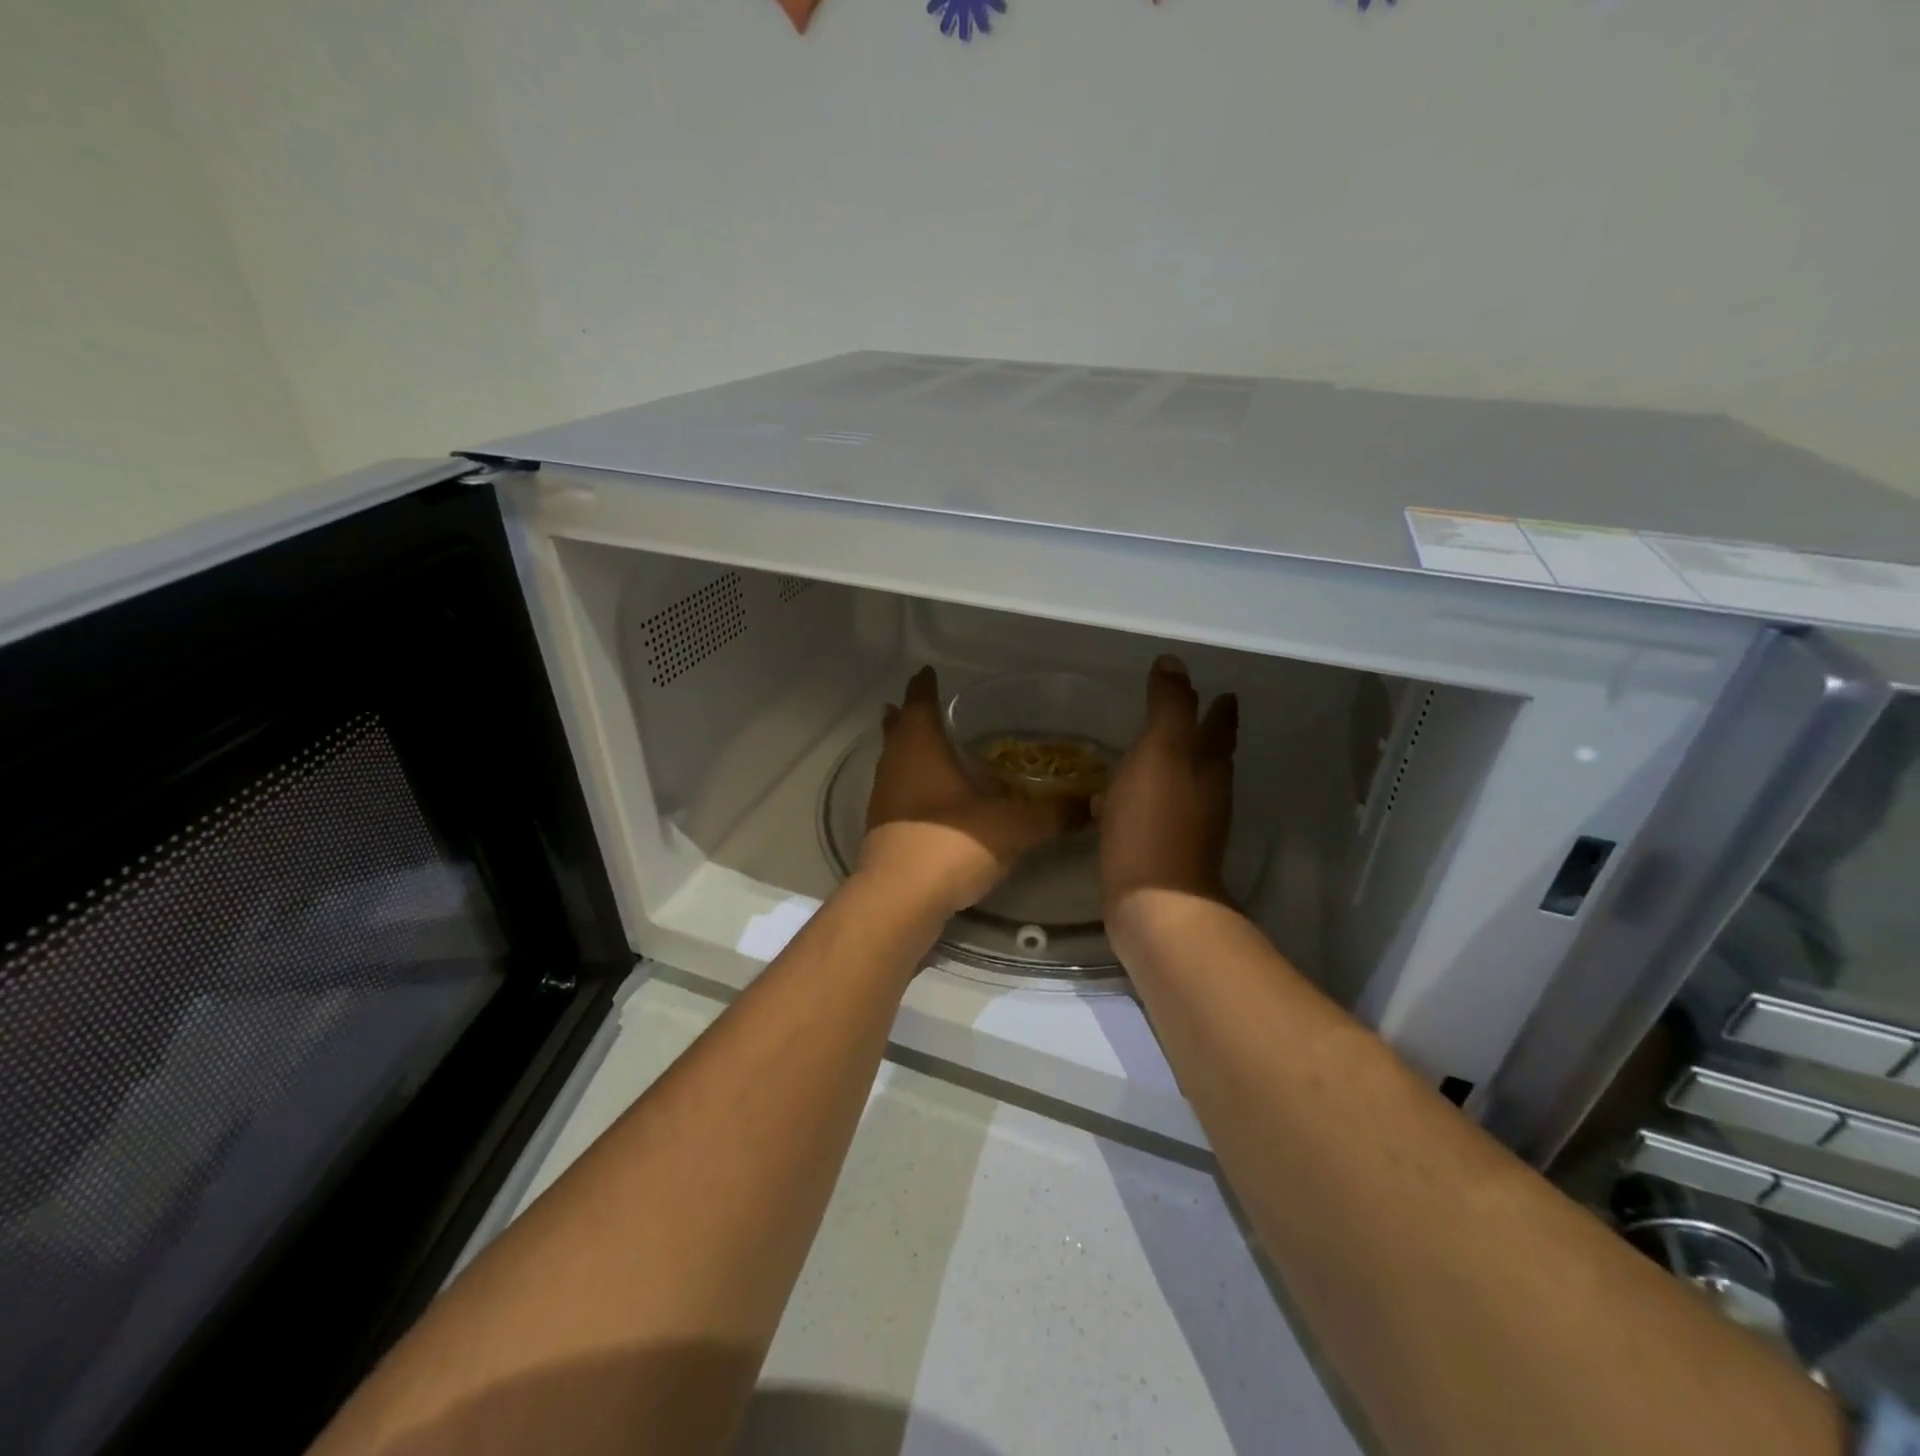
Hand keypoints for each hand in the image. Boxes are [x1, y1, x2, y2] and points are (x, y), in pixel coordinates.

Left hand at [860, 667, 1071, 918]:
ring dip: (906, 751)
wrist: (900, 899)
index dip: (924, 686)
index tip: (928, 672)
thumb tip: (1092, 805)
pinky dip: (910, 785)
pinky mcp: (882, 830)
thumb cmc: (951, 843)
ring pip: (893, 762)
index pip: (919, 703)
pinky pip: (896, 793)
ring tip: (928, 746)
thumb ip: (1053, 814)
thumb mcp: (1014, 826)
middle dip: (909, 716)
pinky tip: (931, 799)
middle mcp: (894, 766)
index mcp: (920, 748)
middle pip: (897, 730)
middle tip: (924, 706)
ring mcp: (883, 799)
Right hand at [1098, 656, 1238, 917]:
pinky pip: (1156, 812)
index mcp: (1208, 765)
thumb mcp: (1161, 750)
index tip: (1224, 691)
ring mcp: (1189, 826)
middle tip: (1195, 716)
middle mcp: (1206, 793)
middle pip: (1210, 756)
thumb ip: (1170, 705)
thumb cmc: (1155, 820)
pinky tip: (1118, 802)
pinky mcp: (1164, 851)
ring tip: (1153, 753)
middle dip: (1205, 735)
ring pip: (1185, 785)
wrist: (1154, 901)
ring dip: (1174, 766)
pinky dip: (1145, 798)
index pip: (1219, 726)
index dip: (1220, 708)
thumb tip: (1175, 663)